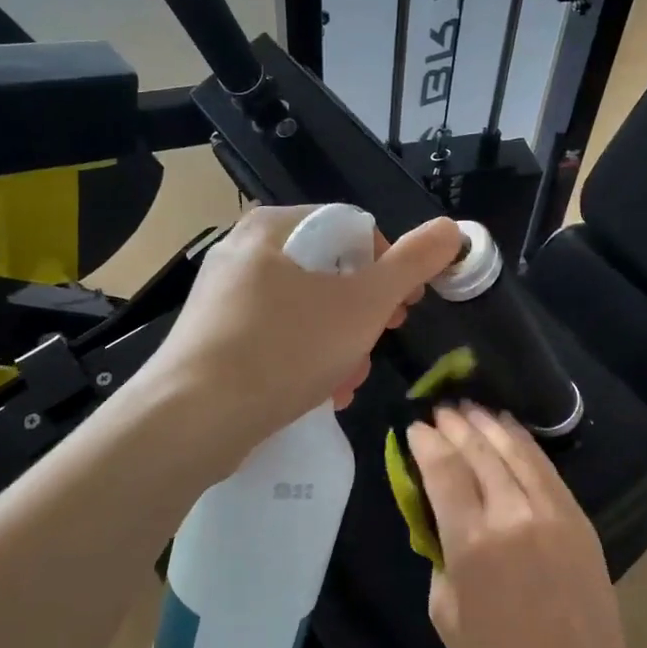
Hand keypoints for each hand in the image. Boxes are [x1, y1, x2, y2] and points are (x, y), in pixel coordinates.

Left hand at [145, 205, 461, 459]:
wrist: (194, 419)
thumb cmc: (285, 348)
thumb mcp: (363, 304)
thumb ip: (412, 264)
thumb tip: (452, 229)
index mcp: (273, 228)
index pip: (351, 228)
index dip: (390, 265)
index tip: (406, 306)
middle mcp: (242, 254)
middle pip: (328, 274)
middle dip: (363, 316)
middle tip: (380, 343)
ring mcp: (223, 300)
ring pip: (305, 313)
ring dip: (340, 346)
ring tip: (348, 381)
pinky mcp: (214, 342)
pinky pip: (276, 340)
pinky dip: (306, 361)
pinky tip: (320, 394)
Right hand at [409, 405, 646, 647]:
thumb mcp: (447, 616)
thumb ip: (440, 560)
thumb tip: (443, 526)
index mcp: (472, 543)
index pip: (444, 473)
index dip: (426, 444)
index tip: (414, 427)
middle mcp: (512, 515)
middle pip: (479, 453)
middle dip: (456, 426)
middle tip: (439, 410)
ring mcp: (550, 512)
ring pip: (515, 452)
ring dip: (490, 424)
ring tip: (471, 407)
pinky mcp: (577, 518)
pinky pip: (545, 468)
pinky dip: (524, 443)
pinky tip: (510, 430)